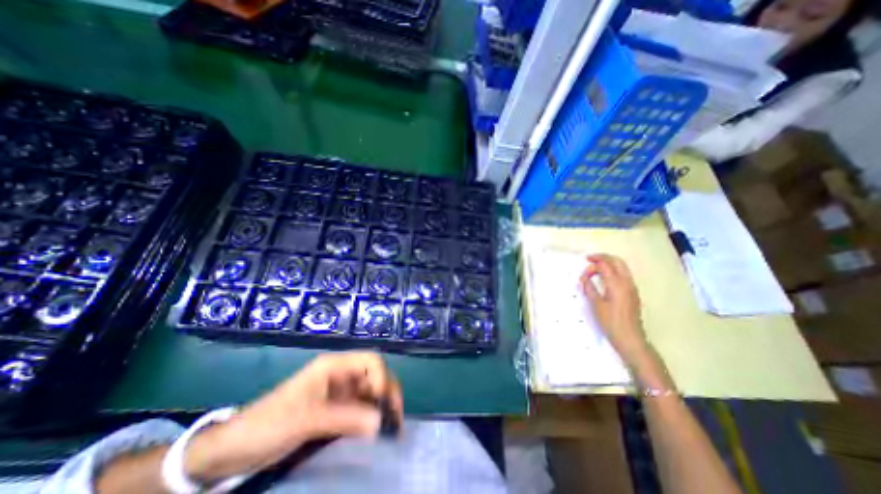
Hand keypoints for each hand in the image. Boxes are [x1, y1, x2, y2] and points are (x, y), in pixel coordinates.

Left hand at [187, 353, 404, 484]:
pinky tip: (376, 433)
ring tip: (391, 429)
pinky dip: (370, 419)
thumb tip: (381, 423)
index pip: (370, 361)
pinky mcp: (335, 410)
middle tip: (395, 420)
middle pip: (374, 376)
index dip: (381, 378)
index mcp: (334, 366)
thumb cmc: (269, 423)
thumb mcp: (307, 419)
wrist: (233, 450)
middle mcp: (341, 375)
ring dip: (382, 408)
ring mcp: (339, 393)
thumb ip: (345, 418)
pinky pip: (360, 410)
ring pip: (370, 394)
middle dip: (387, 393)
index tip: (382, 405)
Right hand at [584, 254, 647, 358]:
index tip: (583, 274)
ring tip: (595, 268)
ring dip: (608, 263)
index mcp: (617, 284)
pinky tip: (604, 278)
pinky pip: (624, 275)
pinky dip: (613, 271)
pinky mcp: (632, 293)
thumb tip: (584, 278)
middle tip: (589, 259)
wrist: (630, 338)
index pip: (604, 265)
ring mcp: (632, 287)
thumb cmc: (611, 322)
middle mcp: (627, 282)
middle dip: (602, 257)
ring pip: (622, 267)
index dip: (592, 266)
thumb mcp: (596, 305)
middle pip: (616, 261)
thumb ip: (589, 288)